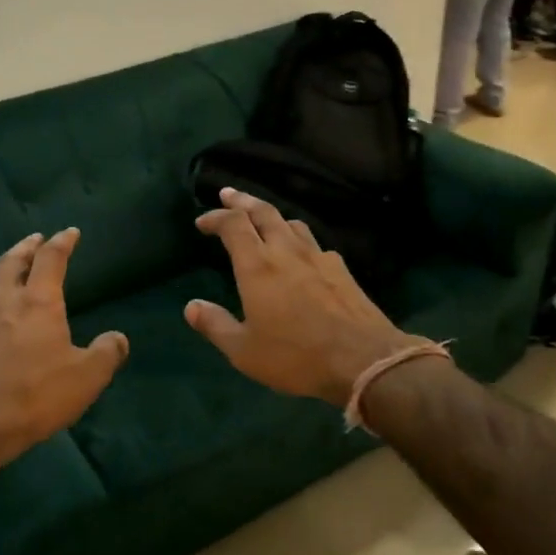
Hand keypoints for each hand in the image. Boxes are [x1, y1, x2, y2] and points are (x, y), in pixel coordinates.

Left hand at [0, 229, 127, 472]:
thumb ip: (107, 352)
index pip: (52, 259)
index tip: (70, 233)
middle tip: (36, 240)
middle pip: (13, 261)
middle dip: (27, 246)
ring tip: (4, 267)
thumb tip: (117, 338)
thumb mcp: (88, 377)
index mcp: (39, 302)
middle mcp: (5, 301)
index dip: (62, 242)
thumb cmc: (38, 395)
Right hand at [185, 190, 417, 407]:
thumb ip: (215, 325)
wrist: (364, 360)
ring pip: (291, 222)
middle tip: (228, 194)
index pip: (233, 224)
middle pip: (263, 212)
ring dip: (272, 215)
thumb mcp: (244, 351)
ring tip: (263, 219)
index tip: (202, 221)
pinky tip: (301, 253)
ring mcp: (318, 257)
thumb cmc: (296, 356)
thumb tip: (191, 305)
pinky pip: (314, 242)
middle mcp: (286, 251)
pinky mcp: (341, 269)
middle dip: (242, 200)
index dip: (216, 217)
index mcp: (257, 265)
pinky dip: (298, 239)